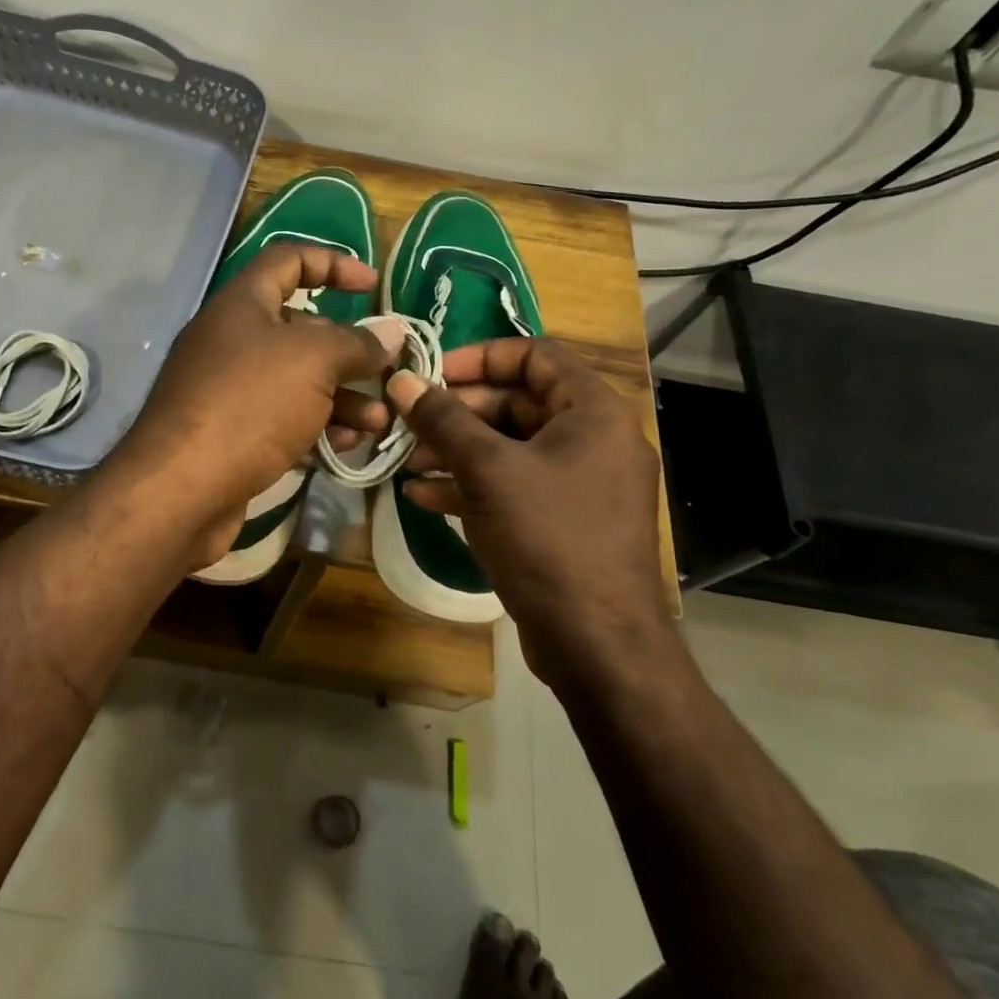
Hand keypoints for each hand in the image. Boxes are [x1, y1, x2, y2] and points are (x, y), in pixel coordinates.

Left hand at [114, 246, 398, 567]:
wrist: (181, 490)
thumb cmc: (249, 404)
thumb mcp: (313, 361)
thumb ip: (356, 343)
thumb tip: (391, 333)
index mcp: (242, 303)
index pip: (288, 260)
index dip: (333, 264)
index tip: (373, 287)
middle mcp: (232, 339)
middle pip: (301, 329)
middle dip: (349, 351)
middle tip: (388, 373)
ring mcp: (229, 389)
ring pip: (298, 381)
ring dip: (342, 397)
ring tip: (378, 422)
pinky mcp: (233, 433)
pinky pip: (284, 418)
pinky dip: (317, 427)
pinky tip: (346, 447)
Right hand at [385, 337, 671, 685]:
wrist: (597, 643)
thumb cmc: (548, 538)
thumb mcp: (488, 470)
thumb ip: (442, 420)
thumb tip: (402, 380)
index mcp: (593, 411)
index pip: (535, 355)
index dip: (479, 357)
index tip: (432, 373)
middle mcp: (593, 439)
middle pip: (517, 401)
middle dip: (458, 411)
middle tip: (410, 422)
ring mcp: (580, 482)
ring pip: (509, 446)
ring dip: (456, 449)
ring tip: (407, 459)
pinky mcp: (563, 520)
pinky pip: (513, 484)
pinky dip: (471, 484)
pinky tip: (423, 495)